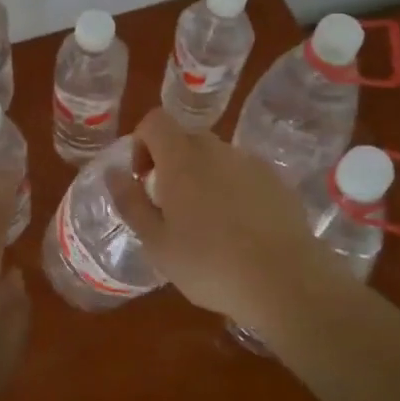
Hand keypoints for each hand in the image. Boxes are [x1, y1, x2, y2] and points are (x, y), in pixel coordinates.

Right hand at [106, 108, 339, 326]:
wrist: (284, 280)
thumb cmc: (208, 264)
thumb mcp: (156, 242)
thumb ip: (131, 202)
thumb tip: (114, 173)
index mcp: (182, 158)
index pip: (155, 121)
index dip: (142, 143)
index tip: (143, 180)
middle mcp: (217, 150)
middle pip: (186, 138)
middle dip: (171, 164)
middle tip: (170, 208)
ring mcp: (251, 163)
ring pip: (216, 158)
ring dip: (203, 177)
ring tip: (207, 224)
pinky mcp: (277, 181)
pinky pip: (243, 174)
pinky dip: (232, 190)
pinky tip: (239, 230)